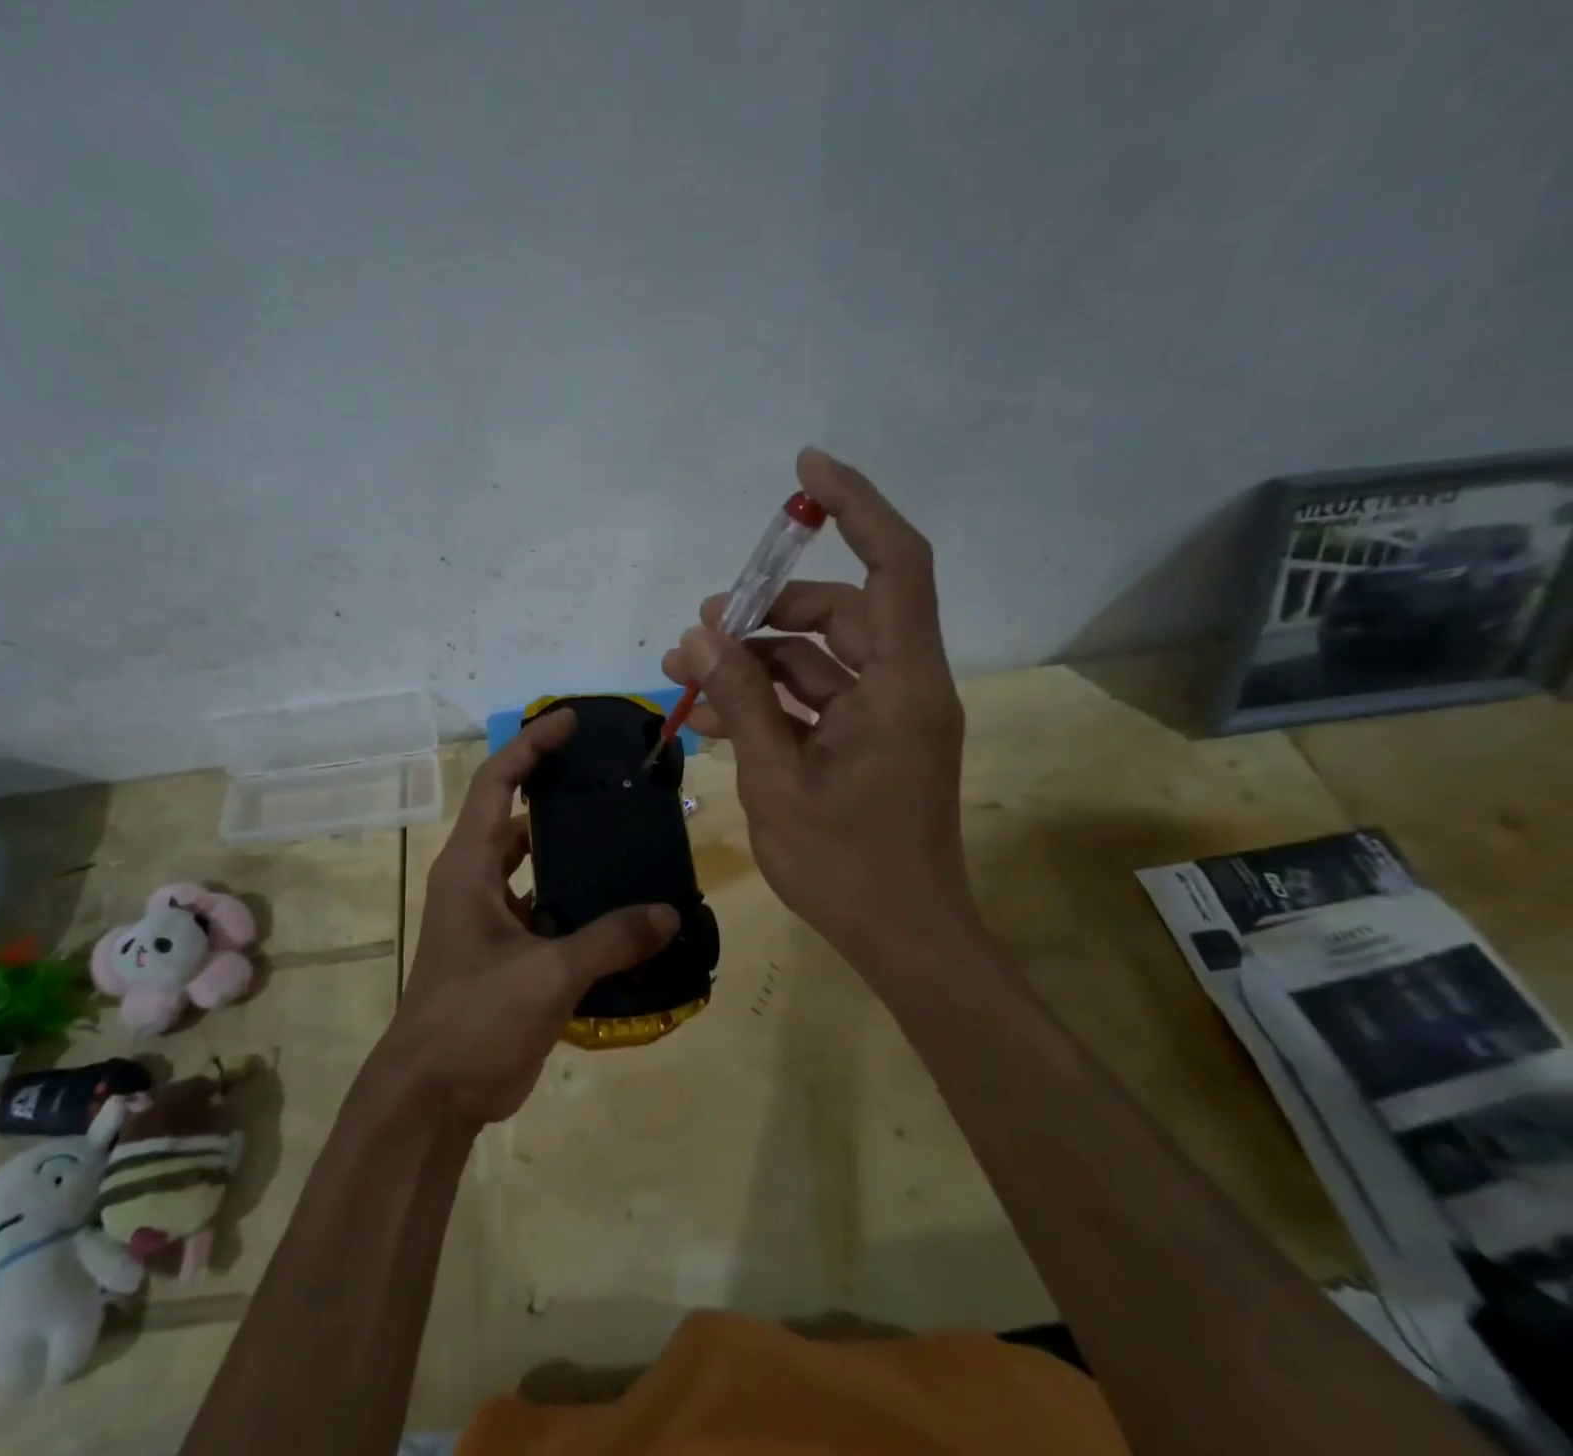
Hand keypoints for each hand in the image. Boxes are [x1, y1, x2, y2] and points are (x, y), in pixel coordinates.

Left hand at [383, 710, 679, 1125]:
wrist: (433, 1096)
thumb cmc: (472, 1019)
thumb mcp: (545, 975)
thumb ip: (610, 940)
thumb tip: (669, 913)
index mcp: (470, 867)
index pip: (499, 784)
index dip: (532, 746)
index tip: (572, 721)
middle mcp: (477, 881)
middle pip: (518, 816)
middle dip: (558, 791)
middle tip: (613, 778)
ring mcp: (492, 917)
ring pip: (535, 863)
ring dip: (572, 848)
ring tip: (627, 833)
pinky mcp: (510, 950)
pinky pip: (549, 906)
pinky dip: (580, 898)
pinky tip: (624, 903)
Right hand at [661, 447, 977, 975]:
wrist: (903, 939)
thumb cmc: (844, 866)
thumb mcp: (777, 778)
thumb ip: (741, 698)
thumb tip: (702, 631)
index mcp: (902, 684)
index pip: (894, 563)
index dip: (856, 505)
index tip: (805, 469)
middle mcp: (905, 685)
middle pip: (839, 612)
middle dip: (765, 612)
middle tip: (699, 625)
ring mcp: (888, 716)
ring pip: (819, 659)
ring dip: (754, 662)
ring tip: (683, 676)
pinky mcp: (871, 742)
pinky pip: (816, 700)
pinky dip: (768, 700)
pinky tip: (710, 717)